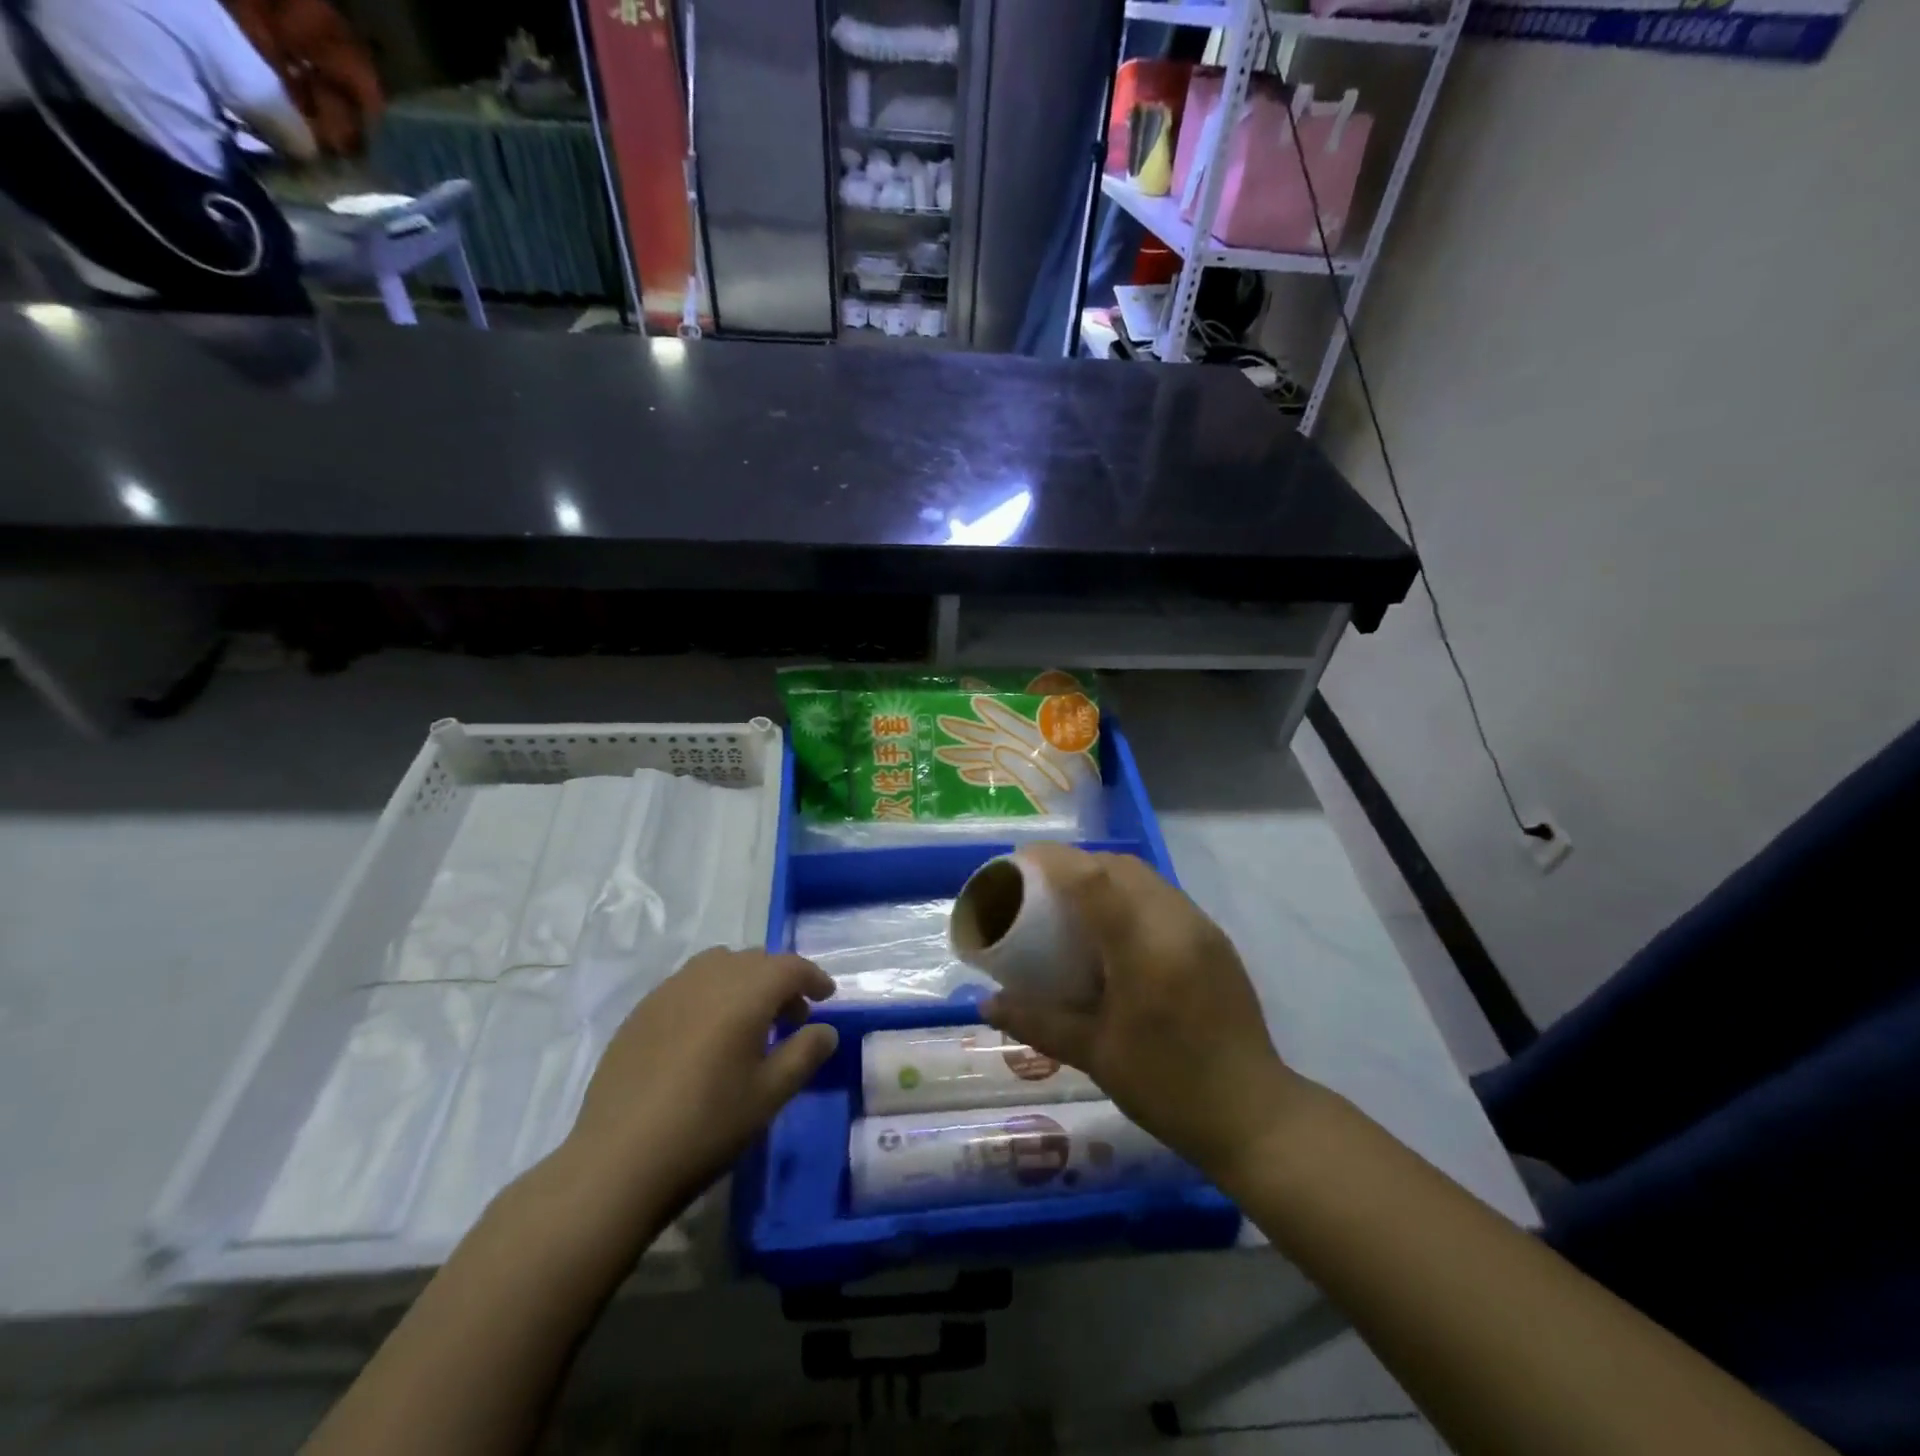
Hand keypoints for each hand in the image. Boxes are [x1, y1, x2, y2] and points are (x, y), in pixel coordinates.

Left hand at [552, 948, 837, 1226]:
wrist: (617, 1161)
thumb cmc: (707, 1126)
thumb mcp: (770, 1095)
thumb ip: (805, 1054)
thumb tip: (825, 1030)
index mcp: (745, 992)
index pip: (790, 966)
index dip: (813, 978)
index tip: (826, 997)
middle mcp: (708, 977)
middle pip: (755, 960)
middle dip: (780, 980)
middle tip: (793, 1017)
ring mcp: (669, 991)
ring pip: (719, 965)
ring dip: (744, 982)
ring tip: (749, 1022)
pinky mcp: (641, 1012)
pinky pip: (688, 984)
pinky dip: (710, 994)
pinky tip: (706, 1035)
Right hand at [982, 845, 1301, 1186]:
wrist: (1254, 1115)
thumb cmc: (1168, 1087)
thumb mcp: (1095, 1055)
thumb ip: (1038, 1021)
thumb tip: (986, 1004)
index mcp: (1144, 948)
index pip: (1093, 879)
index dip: (1052, 861)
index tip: (1019, 863)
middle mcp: (1177, 923)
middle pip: (1120, 866)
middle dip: (1077, 864)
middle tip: (1042, 886)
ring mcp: (1201, 928)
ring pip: (1145, 876)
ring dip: (1105, 875)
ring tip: (1074, 903)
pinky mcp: (1215, 939)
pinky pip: (1164, 896)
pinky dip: (1131, 894)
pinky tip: (1116, 929)